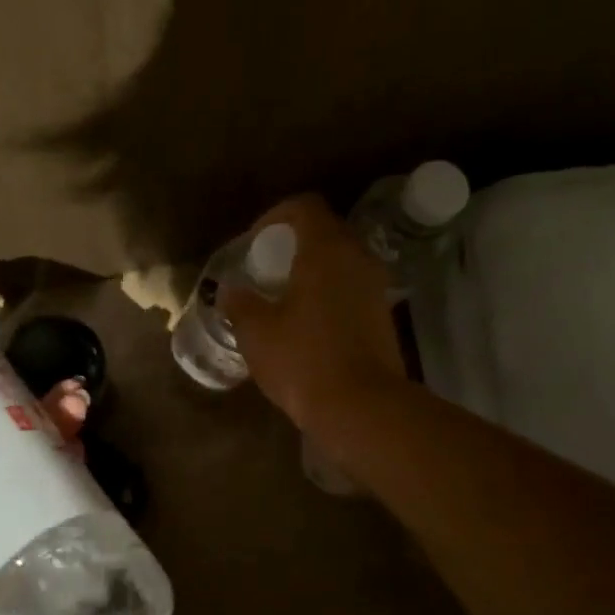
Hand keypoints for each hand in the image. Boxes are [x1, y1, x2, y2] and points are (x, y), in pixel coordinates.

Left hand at [0, 361, 90, 614]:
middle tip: (73, 395)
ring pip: (38, 470)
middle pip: (10, 440)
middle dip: (42, 411)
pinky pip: (56, 510)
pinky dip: (75, 483)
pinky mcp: (29, 553)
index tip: (24, 374)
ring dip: (63, 438)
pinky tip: (88, 463)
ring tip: (82, 416)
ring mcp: (0, 524)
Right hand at [220, 194, 405, 439]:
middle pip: (326, 231)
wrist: (362, 408)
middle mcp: (357, 258)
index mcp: (326, 251)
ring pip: (341, 261)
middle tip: (266, 269)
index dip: (275, 215)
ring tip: (284, 296)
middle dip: (293, 243)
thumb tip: (231, 292)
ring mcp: (376, 287)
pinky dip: (329, 292)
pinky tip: (308, 322)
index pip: (304, 207)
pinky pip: (352, 287)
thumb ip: (240, 304)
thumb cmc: (303, 360)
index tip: (254, 242)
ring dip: (313, 269)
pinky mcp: (383, 315)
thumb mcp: (257, 332)